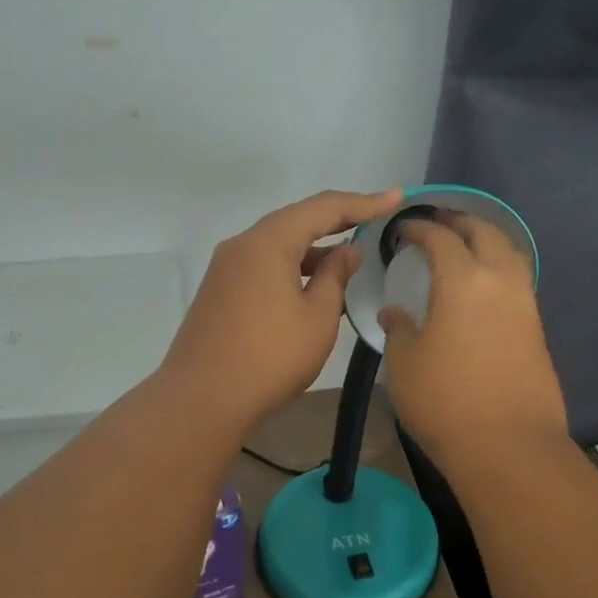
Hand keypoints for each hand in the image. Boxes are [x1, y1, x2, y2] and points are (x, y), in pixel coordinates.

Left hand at [158, 188, 402, 427]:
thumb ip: (335, 277)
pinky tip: (314, 286)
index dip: (363, 202)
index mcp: (268, 242)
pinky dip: (293, 268)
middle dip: (338, 220)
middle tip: (376, 220)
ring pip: (278, 245)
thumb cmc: (269, 357)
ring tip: (350, 259)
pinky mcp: (220, 291)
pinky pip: (264, 265)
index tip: (396, 197)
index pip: (323, 208)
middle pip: (296, 221)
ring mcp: (226, 269)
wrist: (201, 400)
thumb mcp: (317, 318)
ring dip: (314, 249)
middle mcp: (242, 245)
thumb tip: (344, 252)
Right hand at [379, 212, 567, 465]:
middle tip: (438, 224)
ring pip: (510, 254)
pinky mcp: (537, 330)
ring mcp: (525, 305)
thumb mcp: (404, 363)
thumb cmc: (445, 400)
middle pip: (486, 234)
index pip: (441, 238)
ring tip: (464, 248)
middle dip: (460, 222)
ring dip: (486, 242)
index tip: (403, 229)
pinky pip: (518, 282)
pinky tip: (482, 287)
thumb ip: (399, 329)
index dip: (420, 228)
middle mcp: (500, 282)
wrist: (508, 447)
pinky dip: (499, 269)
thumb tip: (397, 313)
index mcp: (463, 280)